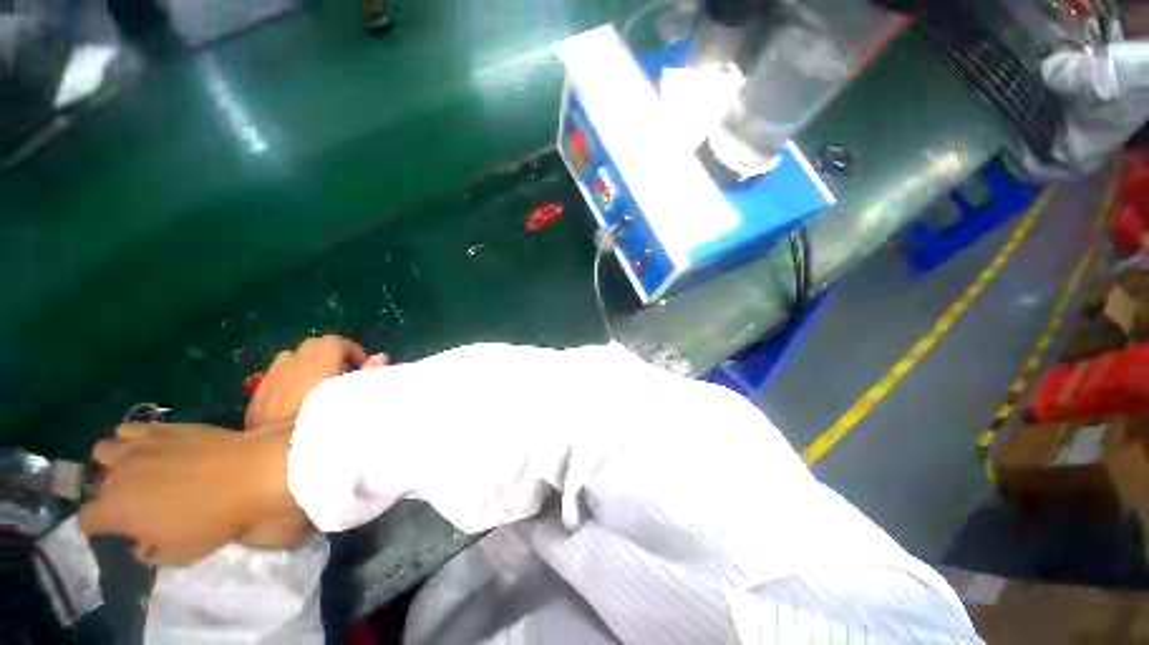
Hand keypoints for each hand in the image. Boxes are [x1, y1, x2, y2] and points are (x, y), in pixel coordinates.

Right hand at [80, 423, 295, 565]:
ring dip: (116, 461)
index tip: (117, 531)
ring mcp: (138, 446)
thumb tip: (142, 545)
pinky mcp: (165, 427)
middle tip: (135, 500)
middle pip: (97, 483)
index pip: (88, 520)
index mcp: (114, 510)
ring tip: (138, 470)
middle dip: (109, 492)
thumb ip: (152, 551)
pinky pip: (134, 428)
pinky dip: (135, 437)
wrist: (251, 472)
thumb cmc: (214, 518)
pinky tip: (152, 446)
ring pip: (106, 449)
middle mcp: (116, 474)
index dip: (100, 527)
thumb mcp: (180, 553)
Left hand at [239, 335, 386, 549]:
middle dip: (330, 353)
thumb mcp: (353, 400)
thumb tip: (380, 356)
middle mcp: (290, 367)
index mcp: (316, 365)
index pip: (334, 341)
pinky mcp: (256, 399)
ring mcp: (269, 382)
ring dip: (307, 365)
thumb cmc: (323, 428)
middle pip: (311, 346)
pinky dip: (288, 380)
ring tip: (319, 383)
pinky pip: (273, 377)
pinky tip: (296, 399)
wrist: (276, 465)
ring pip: (289, 359)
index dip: (352, 348)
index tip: (362, 364)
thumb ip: (368, 374)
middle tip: (344, 372)